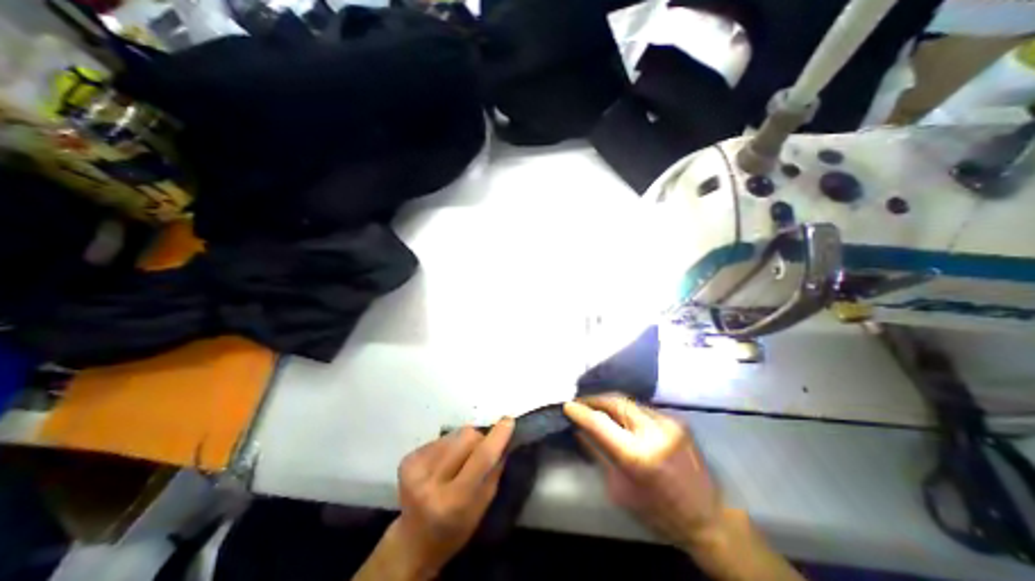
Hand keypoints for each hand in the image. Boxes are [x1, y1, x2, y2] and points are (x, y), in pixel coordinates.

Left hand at [391, 419, 515, 577]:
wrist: (413, 541)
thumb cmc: (455, 529)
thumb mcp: (482, 507)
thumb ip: (494, 471)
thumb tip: (504, 438)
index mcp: (452, 501)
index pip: (481, 458)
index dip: (497, 437)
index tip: (508, 420)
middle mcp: (430, 481)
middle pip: (467, 437)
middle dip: (479, 440)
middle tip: (477, 455)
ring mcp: (415, 468)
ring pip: (455, 433)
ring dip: (463, 443)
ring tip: (457, 462)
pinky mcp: (408, 458)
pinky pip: (442, 438)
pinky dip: (449, 446)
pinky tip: (443, 463)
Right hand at [564, 395, 720, 547]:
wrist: (708, 518)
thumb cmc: (659, 511)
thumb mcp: (620, 489)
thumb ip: (598, 454)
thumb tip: (579, 430)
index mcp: (637, 456)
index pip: (600, 423)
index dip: (580, 411)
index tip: (567, 405)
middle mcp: (654, 432)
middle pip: (615, 402)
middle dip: (594, 399)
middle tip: (581, 402)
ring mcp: (668, 422)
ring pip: (629, 402)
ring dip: (610, 403)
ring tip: (596, 406)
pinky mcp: (677, 420)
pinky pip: (643, 408)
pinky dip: (627, 410)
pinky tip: (620, 416)